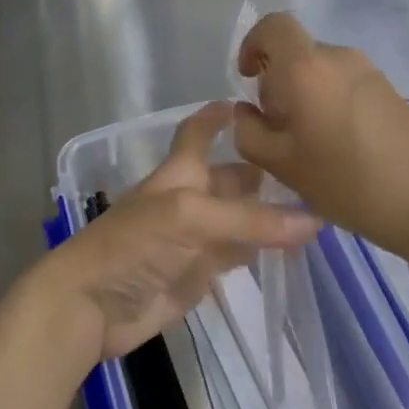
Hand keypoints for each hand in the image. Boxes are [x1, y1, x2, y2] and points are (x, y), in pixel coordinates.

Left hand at [36, 102, 318, 363]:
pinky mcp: (199, 274)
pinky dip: (259, 250)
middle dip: (259, 171)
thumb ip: (249, 219)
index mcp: (180, 173)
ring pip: (237, 218)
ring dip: (267, 213)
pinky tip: (290, 248)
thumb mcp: (190, 218)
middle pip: (227, 178)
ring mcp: (194, 239)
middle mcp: (189, 199)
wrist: (93, 305)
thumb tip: (313, 219)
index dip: (217, 116)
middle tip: (311, 169)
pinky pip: (235, 255)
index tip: (250, 103)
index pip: (198, 133)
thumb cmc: (134, 244)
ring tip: (315, 206)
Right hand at [233, 12, 408, 260]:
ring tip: (308, 143)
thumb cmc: (348, 182)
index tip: (249, 78)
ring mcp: (369, 72)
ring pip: (320, 69)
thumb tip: (245, 112)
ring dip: (303, 94)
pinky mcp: (389, 90)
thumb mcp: (282, 165)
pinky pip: (344, 83)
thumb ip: (249, 133)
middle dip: (277, 82)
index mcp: (307, 67)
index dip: (252, 43)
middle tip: (277, 127)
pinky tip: (339, 147)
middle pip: (296, 52)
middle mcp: (338, 57)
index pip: (273, 25)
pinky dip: (328, 102)